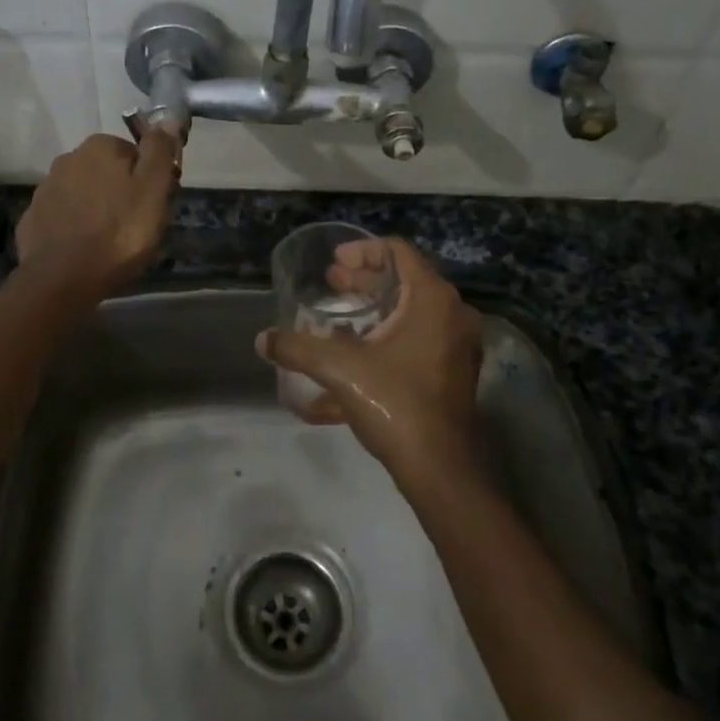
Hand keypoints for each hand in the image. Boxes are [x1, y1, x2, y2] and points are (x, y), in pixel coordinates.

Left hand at [15, 129, 180, 302]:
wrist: (62, 278)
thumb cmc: (118, 233)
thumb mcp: (153, 191)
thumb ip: (159, 152)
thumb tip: (167, 119)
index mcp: (100, 147)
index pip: (135, 154)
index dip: (150, 179)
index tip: (156, 206)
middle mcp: (68, 158)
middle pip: (108, 172)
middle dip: (122, 192)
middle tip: (136, 226)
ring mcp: (46, 188)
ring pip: (85, 192)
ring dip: (98, 208)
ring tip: (111, 241)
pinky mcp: (33, 217)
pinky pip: (64, 215)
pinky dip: (76, 226)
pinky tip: (85, 249)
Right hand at [257, 238, 483, 486]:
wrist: (441, 470)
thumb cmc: (396, 405)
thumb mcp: (340, 370)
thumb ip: (298, 349)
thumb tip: (262, 339)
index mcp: (433, 300)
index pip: (399, 252)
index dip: (363, 250)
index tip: (334, 262)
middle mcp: (452, 314)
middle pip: (406, 279)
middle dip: (365, 280)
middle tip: (331, 284)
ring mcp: (457, 345)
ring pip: (412, 310)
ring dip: (375, 308)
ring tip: (339, 316)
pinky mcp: (454, 371)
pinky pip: (419, 337)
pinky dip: (388, 335)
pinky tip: (356, 353)